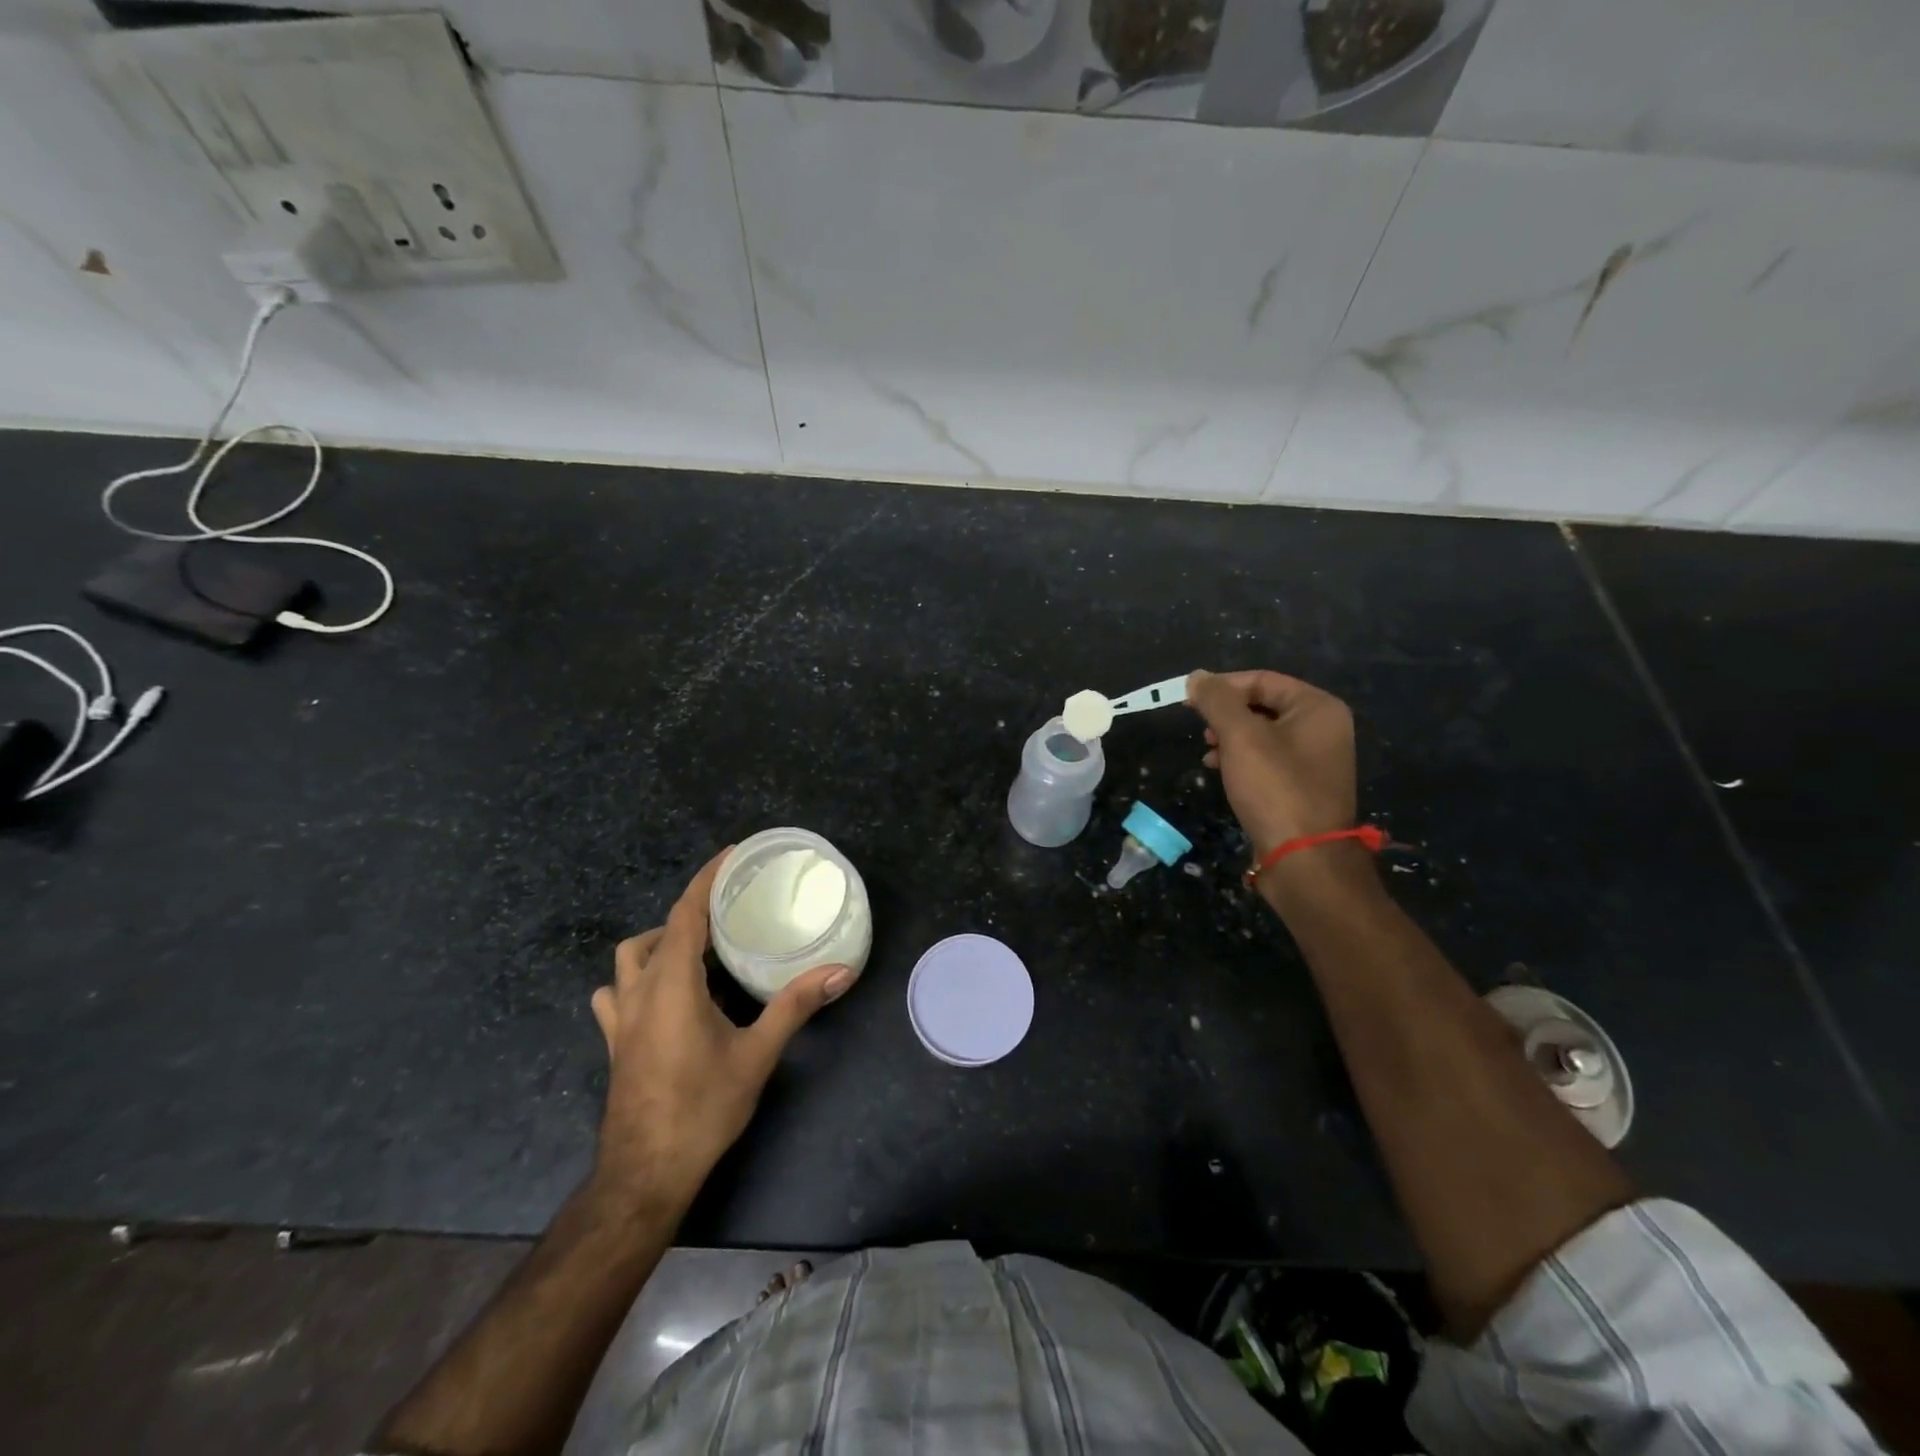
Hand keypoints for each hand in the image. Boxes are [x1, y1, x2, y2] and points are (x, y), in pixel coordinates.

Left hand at [589, 849, 851, 1206]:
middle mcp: (639, 992)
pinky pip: (617, 993)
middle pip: (658, 931)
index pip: (685, 913)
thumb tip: (839, 972)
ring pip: (629, 959)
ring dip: (660, 943)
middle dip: (690, 913)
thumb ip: (795, 1007)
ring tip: (699, 952)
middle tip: (730, 915)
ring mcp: (620, 1019)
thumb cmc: (702, 1108)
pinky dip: (638, 979)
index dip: (706, 879)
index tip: (731, 854)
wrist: (645, 1175)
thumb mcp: (756, 1055)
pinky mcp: (615, 1042)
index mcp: (671, 984)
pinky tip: (665, 996)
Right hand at [1187, 669, 1357, 858]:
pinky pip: (1267, 759)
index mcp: (1318, 708)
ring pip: (1262, 734)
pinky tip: (1219, 770)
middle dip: (1226, 715)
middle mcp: (1323, 728)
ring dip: (1230, 737)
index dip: (1222, 687)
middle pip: (1263, 705)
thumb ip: (1217, 701)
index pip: (1262, 680)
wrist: (1303, 858)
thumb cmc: (1275, 788)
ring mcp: (1315, 759)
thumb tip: (1197, 676)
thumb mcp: (1240, 736)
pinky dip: (1241, 759)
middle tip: (1200, 729)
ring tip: (1207, 752)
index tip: (1189, 701)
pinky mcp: (1303, 786)